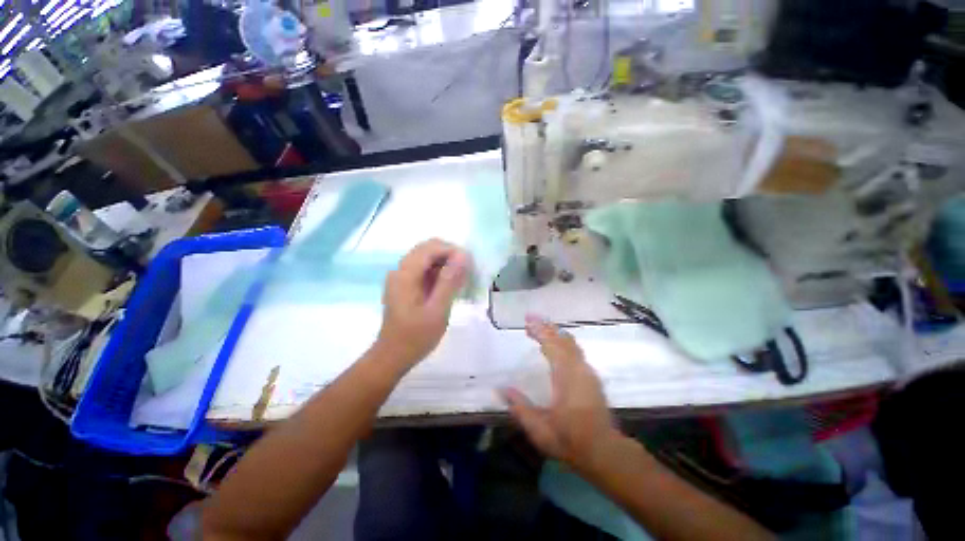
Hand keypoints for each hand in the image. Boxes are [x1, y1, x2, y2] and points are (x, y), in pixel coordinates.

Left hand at [376, 239, 468, 366]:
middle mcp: (400, 270)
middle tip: (467, 271)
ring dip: (445, 263)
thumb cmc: (416, 337)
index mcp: (405, 274)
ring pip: (426, 257)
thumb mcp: (437, 310)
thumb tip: (463, 256)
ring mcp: (401, 277)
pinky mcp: (404, 285)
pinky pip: (424, 269)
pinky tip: (449, 285)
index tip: (470, 264)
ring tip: (461, 279)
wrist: (393, 356)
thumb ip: (450, 281)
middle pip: (427, 249)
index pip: (431, 248)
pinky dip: (439, 271)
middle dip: (450, 255)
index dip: (452, 250)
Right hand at [501, 316, 620, 470]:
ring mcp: (587, 372)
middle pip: (562, 339)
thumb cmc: (570, 440)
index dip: (539, 331)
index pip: (552, 346)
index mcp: (566, 377)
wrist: (604, 451)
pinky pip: (575, 350)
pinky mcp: (591, 377)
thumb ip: (520, 408)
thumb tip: (502, 389)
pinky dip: (563, 341)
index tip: (527, 321)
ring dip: (555, 332)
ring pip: (571, 343)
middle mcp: (578, 369)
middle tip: (530, 319)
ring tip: (540, 327)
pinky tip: (557, 344)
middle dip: (546, 327)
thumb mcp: (539, 429)